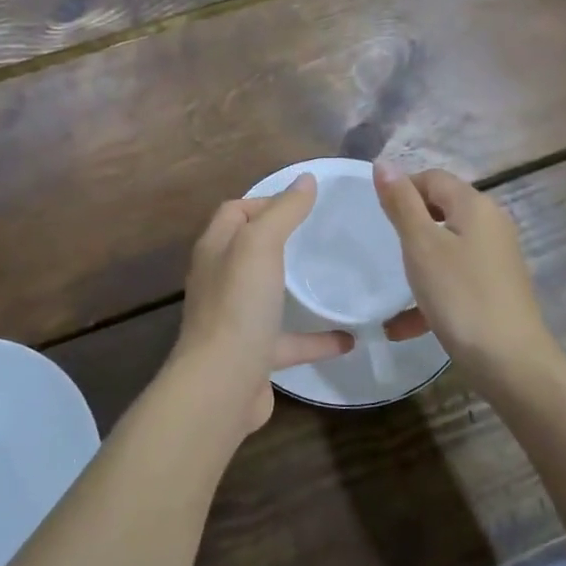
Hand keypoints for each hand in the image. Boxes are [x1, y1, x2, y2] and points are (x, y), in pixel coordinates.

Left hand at [168, 175, 354, 434]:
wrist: (222, 386)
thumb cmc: (238, 305)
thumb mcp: (260, 244)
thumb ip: (283, 211)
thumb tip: (305, 179)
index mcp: (216, 249)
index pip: (234, 211)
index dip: (264, 200)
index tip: (302, 202)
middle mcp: (220, 281)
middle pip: (248, 250)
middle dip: (279, 239)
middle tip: (319, 234)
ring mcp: (235, 319)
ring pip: (267, 295)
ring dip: (295, 288)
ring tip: (331, 279)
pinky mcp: (254, 355)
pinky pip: (288, 340)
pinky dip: (316, 338)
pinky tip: (349, 338)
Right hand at [373, 164, 552, 377]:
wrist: (511, 363)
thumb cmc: (460, 295)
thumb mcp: (421, 245)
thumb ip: (401, 203)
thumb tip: (383, 163)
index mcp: (475, 206)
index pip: (433, 178)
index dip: (403, 188)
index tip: (377, 216)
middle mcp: (491, 224)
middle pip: (442, 210)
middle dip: (409, 226)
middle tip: (382, 247)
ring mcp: (496, 258)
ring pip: (446, 247)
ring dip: (416, 264)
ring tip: (390, 287)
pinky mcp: (496, 289)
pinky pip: (455, 278)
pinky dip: (431, 292)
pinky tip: (402, 326)